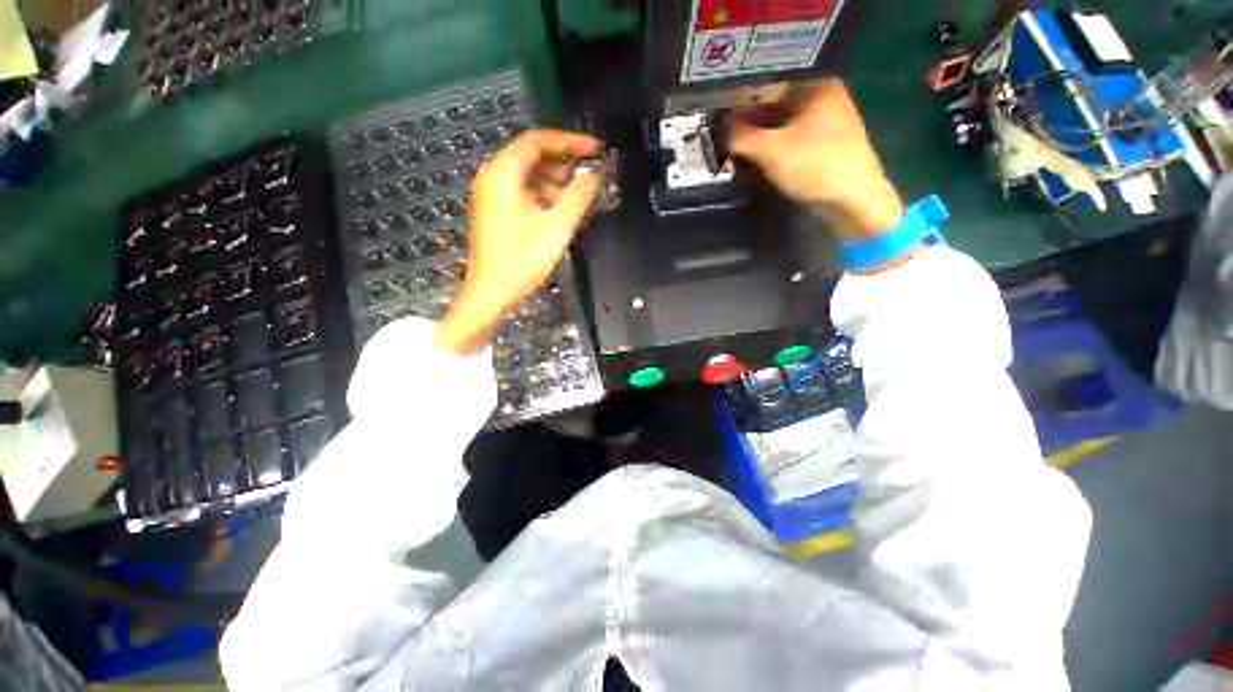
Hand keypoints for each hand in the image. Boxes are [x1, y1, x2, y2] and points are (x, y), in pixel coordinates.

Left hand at [434, 129, 600, 354]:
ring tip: (583, 197)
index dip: (569, 142)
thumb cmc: (521, 261)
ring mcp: (493, 196)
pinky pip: (525, 193)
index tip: (595, 150)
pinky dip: (546, 197)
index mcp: (502, 174)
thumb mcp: (556, 229)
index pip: (537, 141)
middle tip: (592, 174)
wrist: (491, 293)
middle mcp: (493, 178)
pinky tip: (564, 211)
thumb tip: (594, 176)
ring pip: (530, 177)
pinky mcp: (497, 211)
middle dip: (565, 164)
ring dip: (557, 183)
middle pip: (533, 157)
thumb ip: (577, 198)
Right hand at [730, 79, 903, 240]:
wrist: (853, 200)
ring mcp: (827, 124)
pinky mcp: (825, 147)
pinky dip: (773, 150)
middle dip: (749, 125)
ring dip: (759, 140)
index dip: (741, 103)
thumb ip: (741, 136)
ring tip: (736, 153)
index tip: (720, 120)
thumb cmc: (814, 165)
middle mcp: (824, 98)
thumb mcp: (771, 149)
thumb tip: (721, 131)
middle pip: (775, 107)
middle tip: (725, 141)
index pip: (769, 87)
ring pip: (782, 126)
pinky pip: (791, 141)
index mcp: (816, 87)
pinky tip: (757, 162)